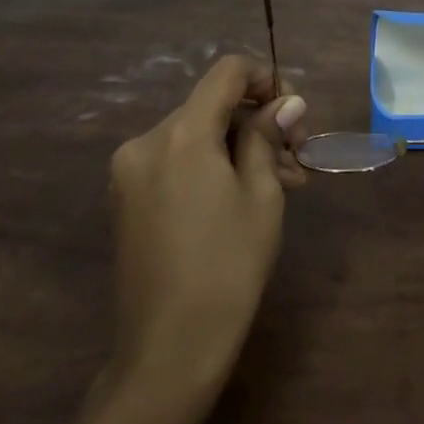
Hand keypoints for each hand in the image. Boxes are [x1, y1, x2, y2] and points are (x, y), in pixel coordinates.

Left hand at [106, 56, 309, 397]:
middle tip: (297, 156)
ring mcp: (129, 173)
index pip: (227, 73)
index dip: (266, 77)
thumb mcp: (261, 193)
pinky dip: (212, 166)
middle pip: (212, 106)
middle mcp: (146, 142)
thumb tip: (287, 101)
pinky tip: (243, 195)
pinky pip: (177, 162)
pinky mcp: (126, 200)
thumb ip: (268, 135)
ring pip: (196, 136)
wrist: (168, 350)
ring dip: (239, 147)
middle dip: (258, 122)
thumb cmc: (228, 265)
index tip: (294, 110)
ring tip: (282, 182)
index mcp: (181, 133)